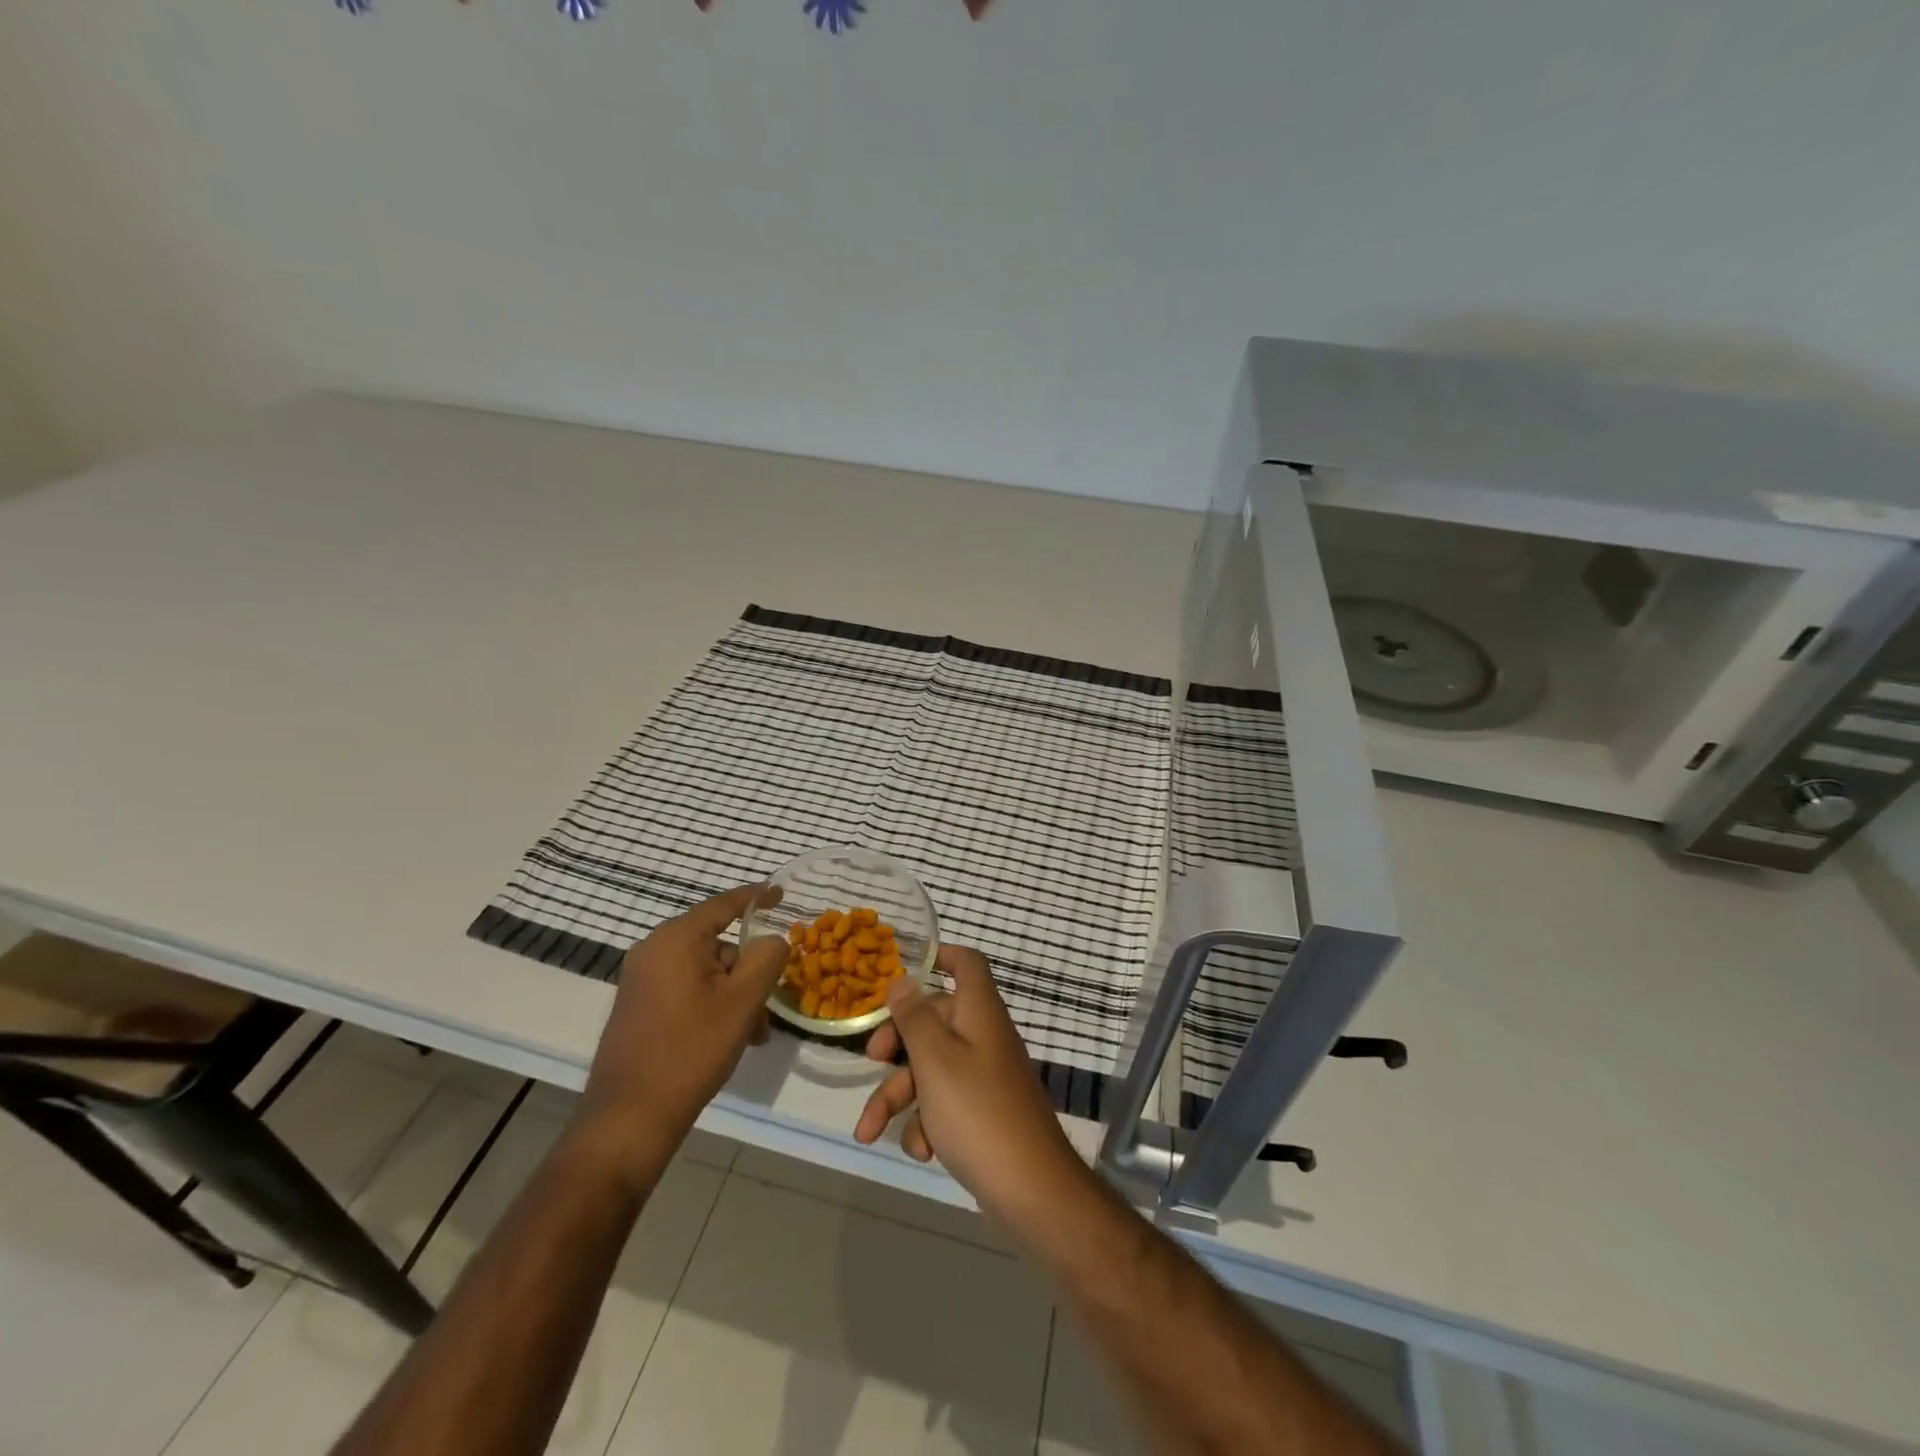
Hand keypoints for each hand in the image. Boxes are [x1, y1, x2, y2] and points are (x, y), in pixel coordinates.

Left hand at [578, 885, 787, 1166]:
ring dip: (735, 995)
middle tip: (770, 1004)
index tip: (781, 893)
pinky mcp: (640, 1007)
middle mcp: (653, 951)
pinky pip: (688, 990)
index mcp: (675, 939)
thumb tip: (771, 941)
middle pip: (718, 944)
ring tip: (753, 1035)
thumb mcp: (743, 1001)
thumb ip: (767, 958)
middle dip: (749, 971)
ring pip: (706, 972)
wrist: (629, 1118)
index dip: (756, 897)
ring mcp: (642, 980)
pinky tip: (729, 1040)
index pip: (725, 904)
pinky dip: (713, 1005)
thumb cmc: (690, 1050)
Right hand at [854, 945, 1086, 1229]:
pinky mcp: (983, 1113)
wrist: (1032, 1190)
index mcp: (979, 1012)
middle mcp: (984, 1037)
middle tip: (870, 1061)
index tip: (904, 969)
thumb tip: (902, 978)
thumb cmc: (978, 1112)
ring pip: (932, 1069)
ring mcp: (985, 1076)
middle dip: (897, 1045)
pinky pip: (945, 1103)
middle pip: (935, 1021)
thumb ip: (914, 1018)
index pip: (967, 964)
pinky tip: (921, 1151)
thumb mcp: (935, 1061)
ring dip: (899, 1097)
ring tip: (869, 1132)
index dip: (940, 956)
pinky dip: (926, 1124)